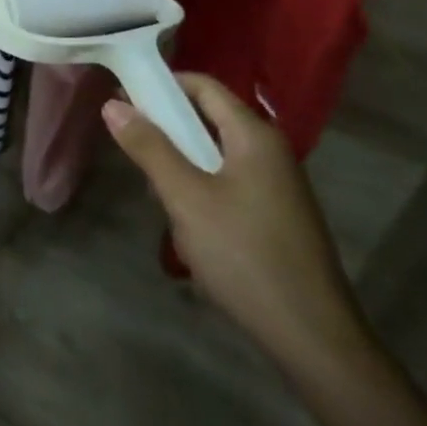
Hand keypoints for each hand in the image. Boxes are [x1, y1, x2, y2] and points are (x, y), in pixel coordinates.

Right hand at [103, 74, 375, 383]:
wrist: (314, 340)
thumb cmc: (245, 256)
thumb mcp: (186, 198)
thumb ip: (149, 148)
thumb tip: (112, 104)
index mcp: (254, 136)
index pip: (203, 86)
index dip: (162, 85)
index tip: (124, 100)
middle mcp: (269, 151)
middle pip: (207, 120)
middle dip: (168, 135)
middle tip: (135, 157)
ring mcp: (276, 186)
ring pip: (214, 157)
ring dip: (181, 171)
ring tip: (161, 203)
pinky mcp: (275, 217)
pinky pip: (228, 185)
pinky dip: (201, 194)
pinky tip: (189, 231)